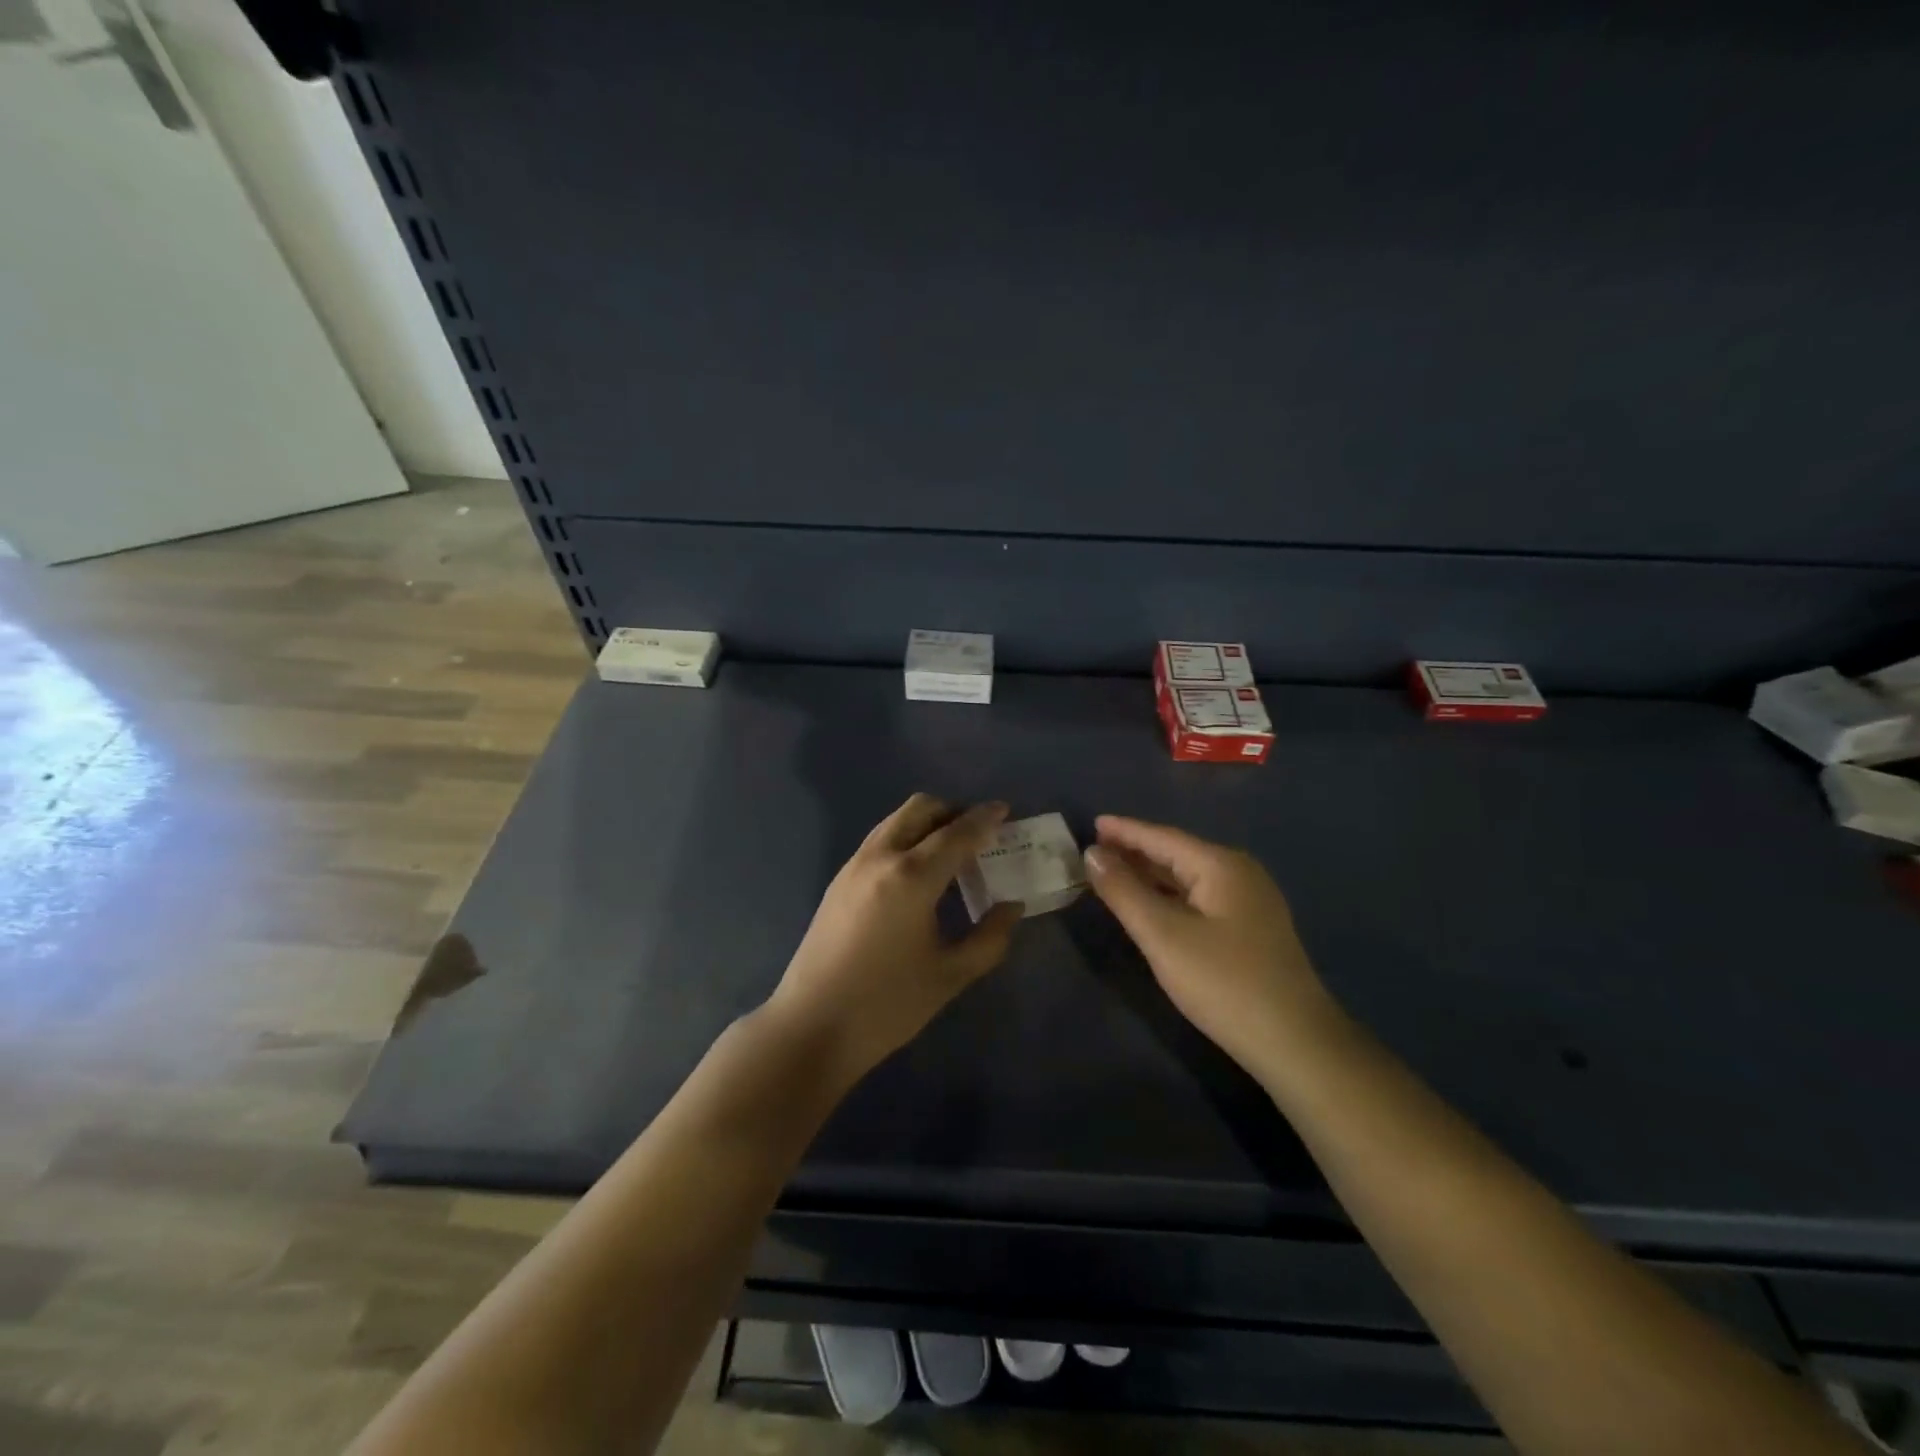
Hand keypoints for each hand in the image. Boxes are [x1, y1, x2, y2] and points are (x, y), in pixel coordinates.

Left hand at [764, 794, 1023, 1087]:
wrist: (811, 1025)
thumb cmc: (887, 1004)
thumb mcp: (950, 975)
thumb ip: (990, 938)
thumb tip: (1011, 906)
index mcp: (912, 876)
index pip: (957, 833)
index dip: (984, 819)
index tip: (1005, 810)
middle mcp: (880, 857)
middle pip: (920, 809)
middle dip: (953, 811)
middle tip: (978, 833)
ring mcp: (854, 866)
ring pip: (896, 821)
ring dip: (927, 823)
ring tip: (950, 852)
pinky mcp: (838, 881)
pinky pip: (879, 840)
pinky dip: (905, 838)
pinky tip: (917, 874)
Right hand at [1084, 816, 1335, 1075]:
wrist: (1295, 1043)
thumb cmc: (1224, 982)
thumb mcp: (1163, 935)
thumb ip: (1124, 891)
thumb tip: (1092, 853)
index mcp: (1221, 865)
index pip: (1162, 837)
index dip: (1124, 830)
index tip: (1091, 823)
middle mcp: (1239, 874)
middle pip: (1177, 853)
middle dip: (1135, 851)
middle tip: (1094, 850)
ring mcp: (1249, 903)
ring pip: (1188, 878)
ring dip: (1150, 875)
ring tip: (1112, 873)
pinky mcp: (1250, 930)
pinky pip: (1199, 898)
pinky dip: (1168, 896)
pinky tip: (1150, 905)